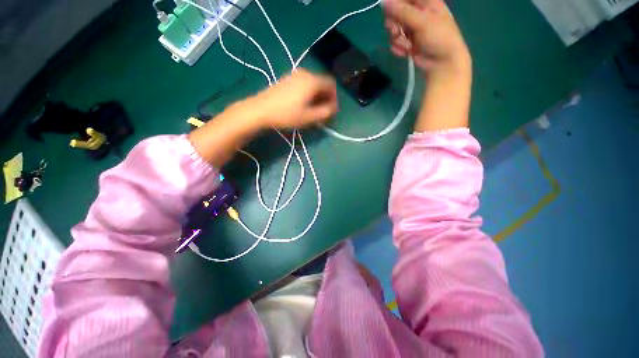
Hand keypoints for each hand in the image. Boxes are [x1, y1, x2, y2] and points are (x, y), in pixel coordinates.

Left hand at [248, 69, 338, 129]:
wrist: (260, 110)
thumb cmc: (287, 114)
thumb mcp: (309, 117)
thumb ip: (326, 112)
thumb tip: (334, 108)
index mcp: (312, 81)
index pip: (331, 84)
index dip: (334, 98)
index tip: (330, 110)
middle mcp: (305, 73)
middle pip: (322, 83)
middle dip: (325, 98)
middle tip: (322, 112)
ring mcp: (294, 74)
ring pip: (313, 84)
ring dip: (317, 96)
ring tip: (312, 110)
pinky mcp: (287, 79)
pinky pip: (304, 84)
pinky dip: (308, 93)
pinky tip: (302, 104)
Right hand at [383, 0, 470, 76]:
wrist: (442, 63)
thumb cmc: (439, 37)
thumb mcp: (422, 21)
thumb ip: (403, 11)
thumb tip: (384, 1)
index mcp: (425, 2)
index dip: (395, 4)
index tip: (390, 13)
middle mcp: (417, 13)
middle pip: (396, 13)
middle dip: (394, 24)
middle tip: (396, 31)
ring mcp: (412, 29)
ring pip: (394, 29)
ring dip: (397, 38)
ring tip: (405, 45)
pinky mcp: (408, 42)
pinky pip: (396, 42)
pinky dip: (399, 47)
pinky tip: (406, 51)